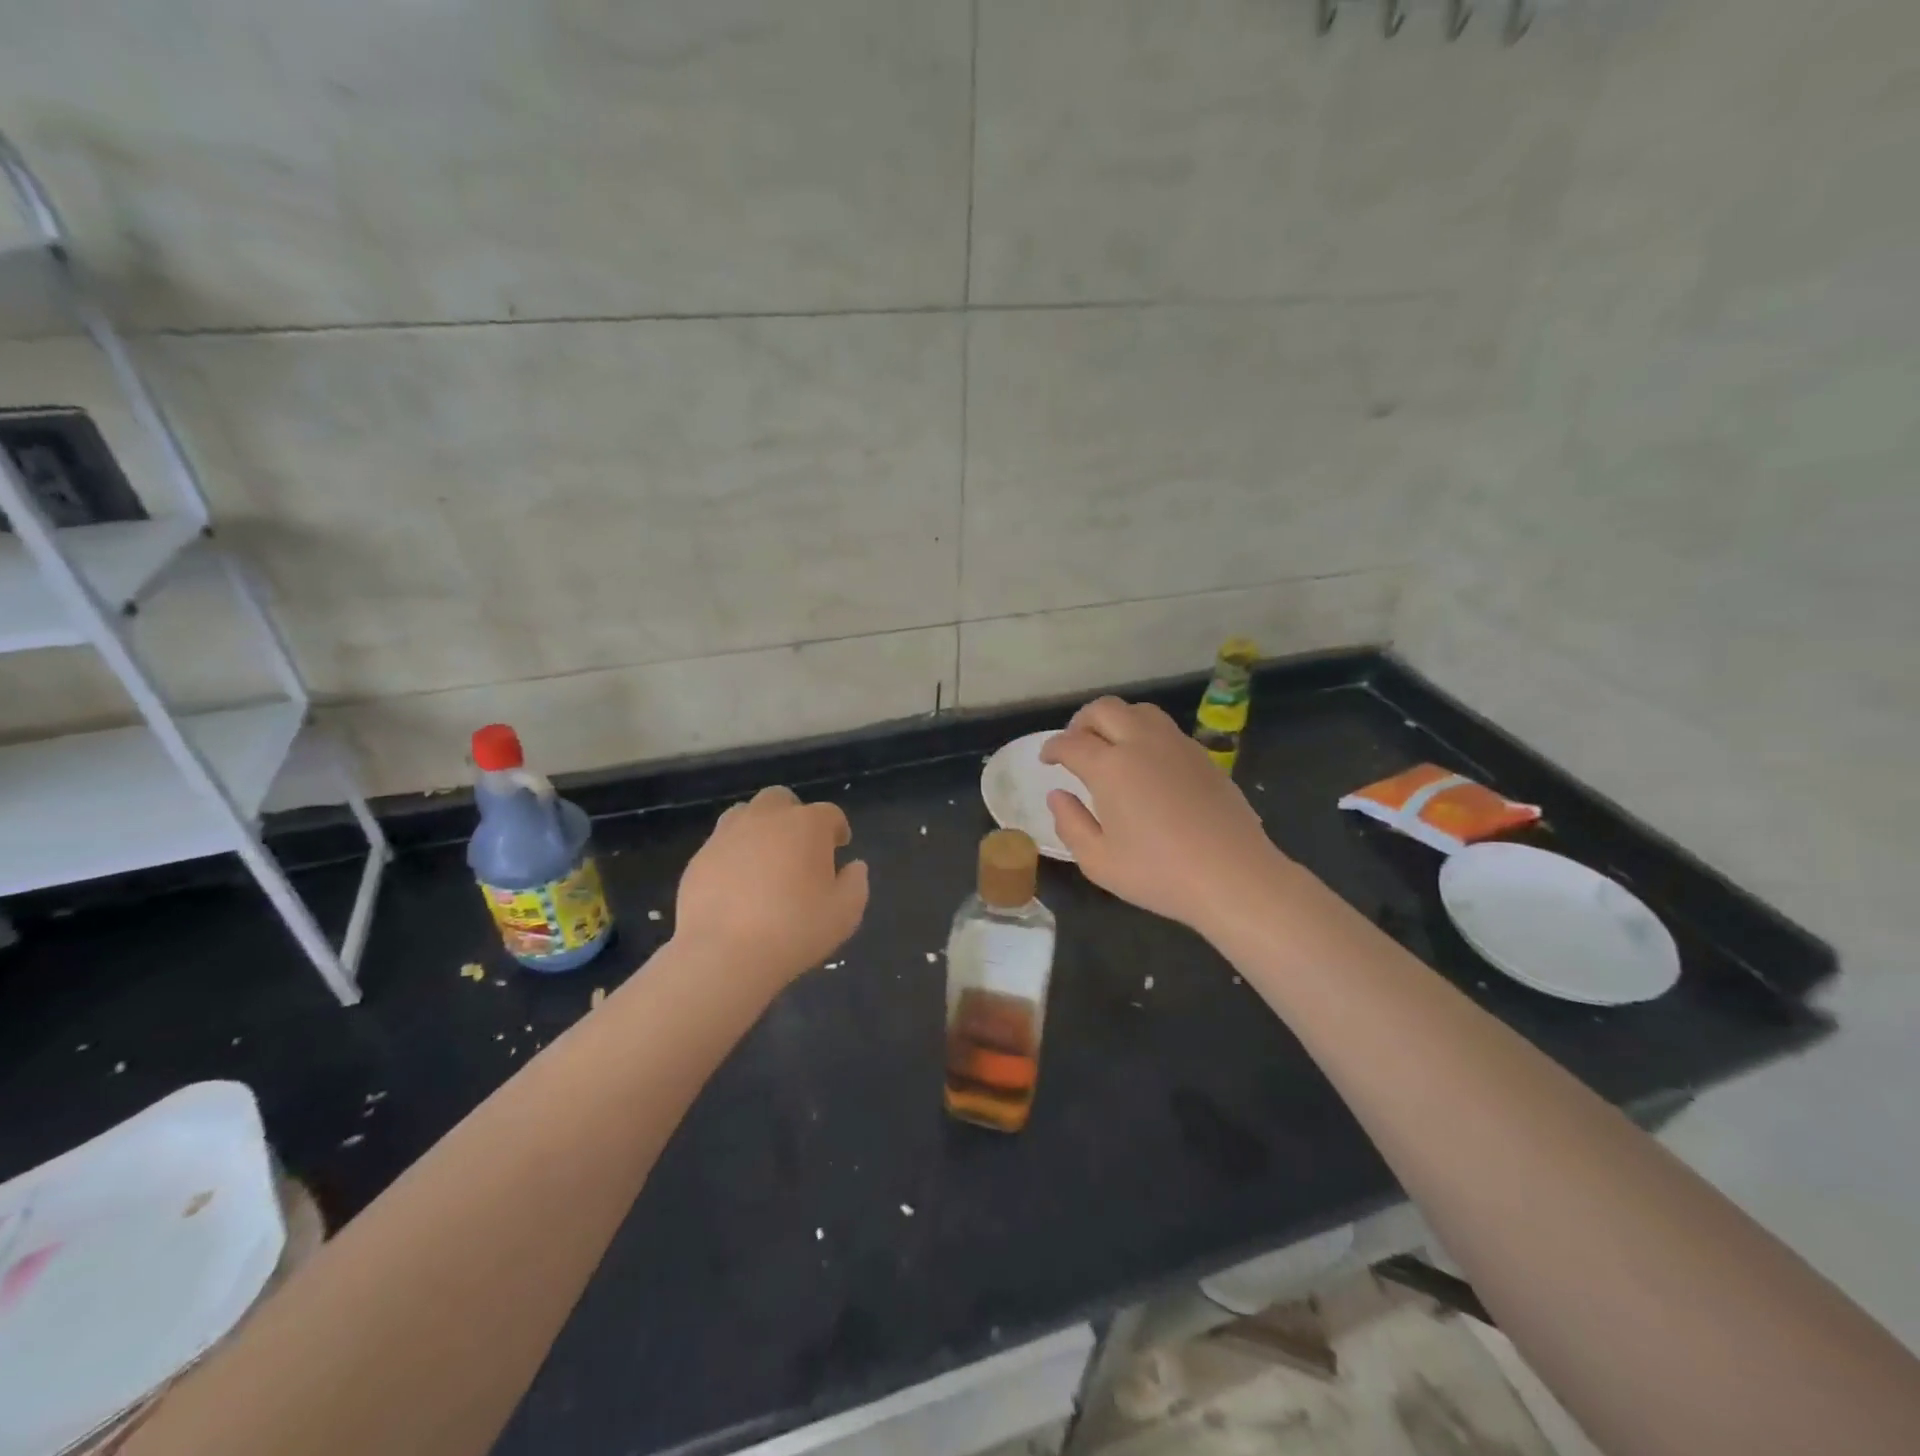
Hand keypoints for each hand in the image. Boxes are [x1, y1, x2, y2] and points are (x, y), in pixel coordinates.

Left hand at [674, 786, 868, 991]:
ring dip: (759, 828)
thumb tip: (854, 867)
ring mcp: (727, 835)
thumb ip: (855, 884)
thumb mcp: (845, 913)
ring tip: (765, 859)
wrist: (723, 954)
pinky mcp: (699, 857)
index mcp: (807, 825)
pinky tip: (737, 884)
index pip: (829, 813)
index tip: (840, 847)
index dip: (837, 828)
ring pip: (745, 814)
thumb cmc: (794, 929)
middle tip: (799, 847)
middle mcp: (766, 818)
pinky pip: (721, 844)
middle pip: (781, 799)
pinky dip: (733, 854)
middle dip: (793, 815)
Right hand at [1041, 698, 1294, 937]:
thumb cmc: (1159, 874)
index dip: (1052, 748)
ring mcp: (1177, 745)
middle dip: (1081, 722)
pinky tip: (1146, 764)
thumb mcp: (1098, 861)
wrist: (1234, 876)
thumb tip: (1058, 795)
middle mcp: (1142, 743)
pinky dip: (1144, 734)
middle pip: (1104, 710)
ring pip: (1138, 711)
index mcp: (1110, 767)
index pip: (1071, 743)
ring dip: (1116, 721)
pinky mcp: (1203, 756)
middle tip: (1075, 745)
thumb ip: (1070, 824)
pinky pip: (1165, 729)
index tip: (1047, 760)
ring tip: (1110, 747)